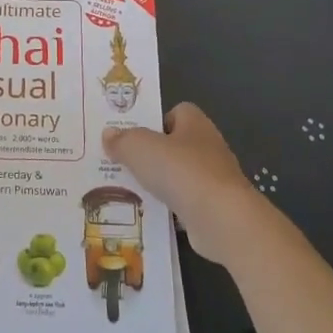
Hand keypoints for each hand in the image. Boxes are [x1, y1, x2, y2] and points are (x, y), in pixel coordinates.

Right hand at [102, 104, 265, 263]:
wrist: (222, 220)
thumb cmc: (182, 171)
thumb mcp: (140, 148)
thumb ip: (122, 140)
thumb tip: (109, 134)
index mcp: (195, 123)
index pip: (175, 112)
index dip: (154, 121)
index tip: (132, 135)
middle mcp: (208, 146)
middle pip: (175, 145)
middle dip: (151, 154)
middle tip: (122, 162)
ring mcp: (214, 179)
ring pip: (178, 176)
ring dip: (158, 182)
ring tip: (128, 189)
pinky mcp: (214, 208)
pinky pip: (184, 202)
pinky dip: (168, 208)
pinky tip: (148, 213)